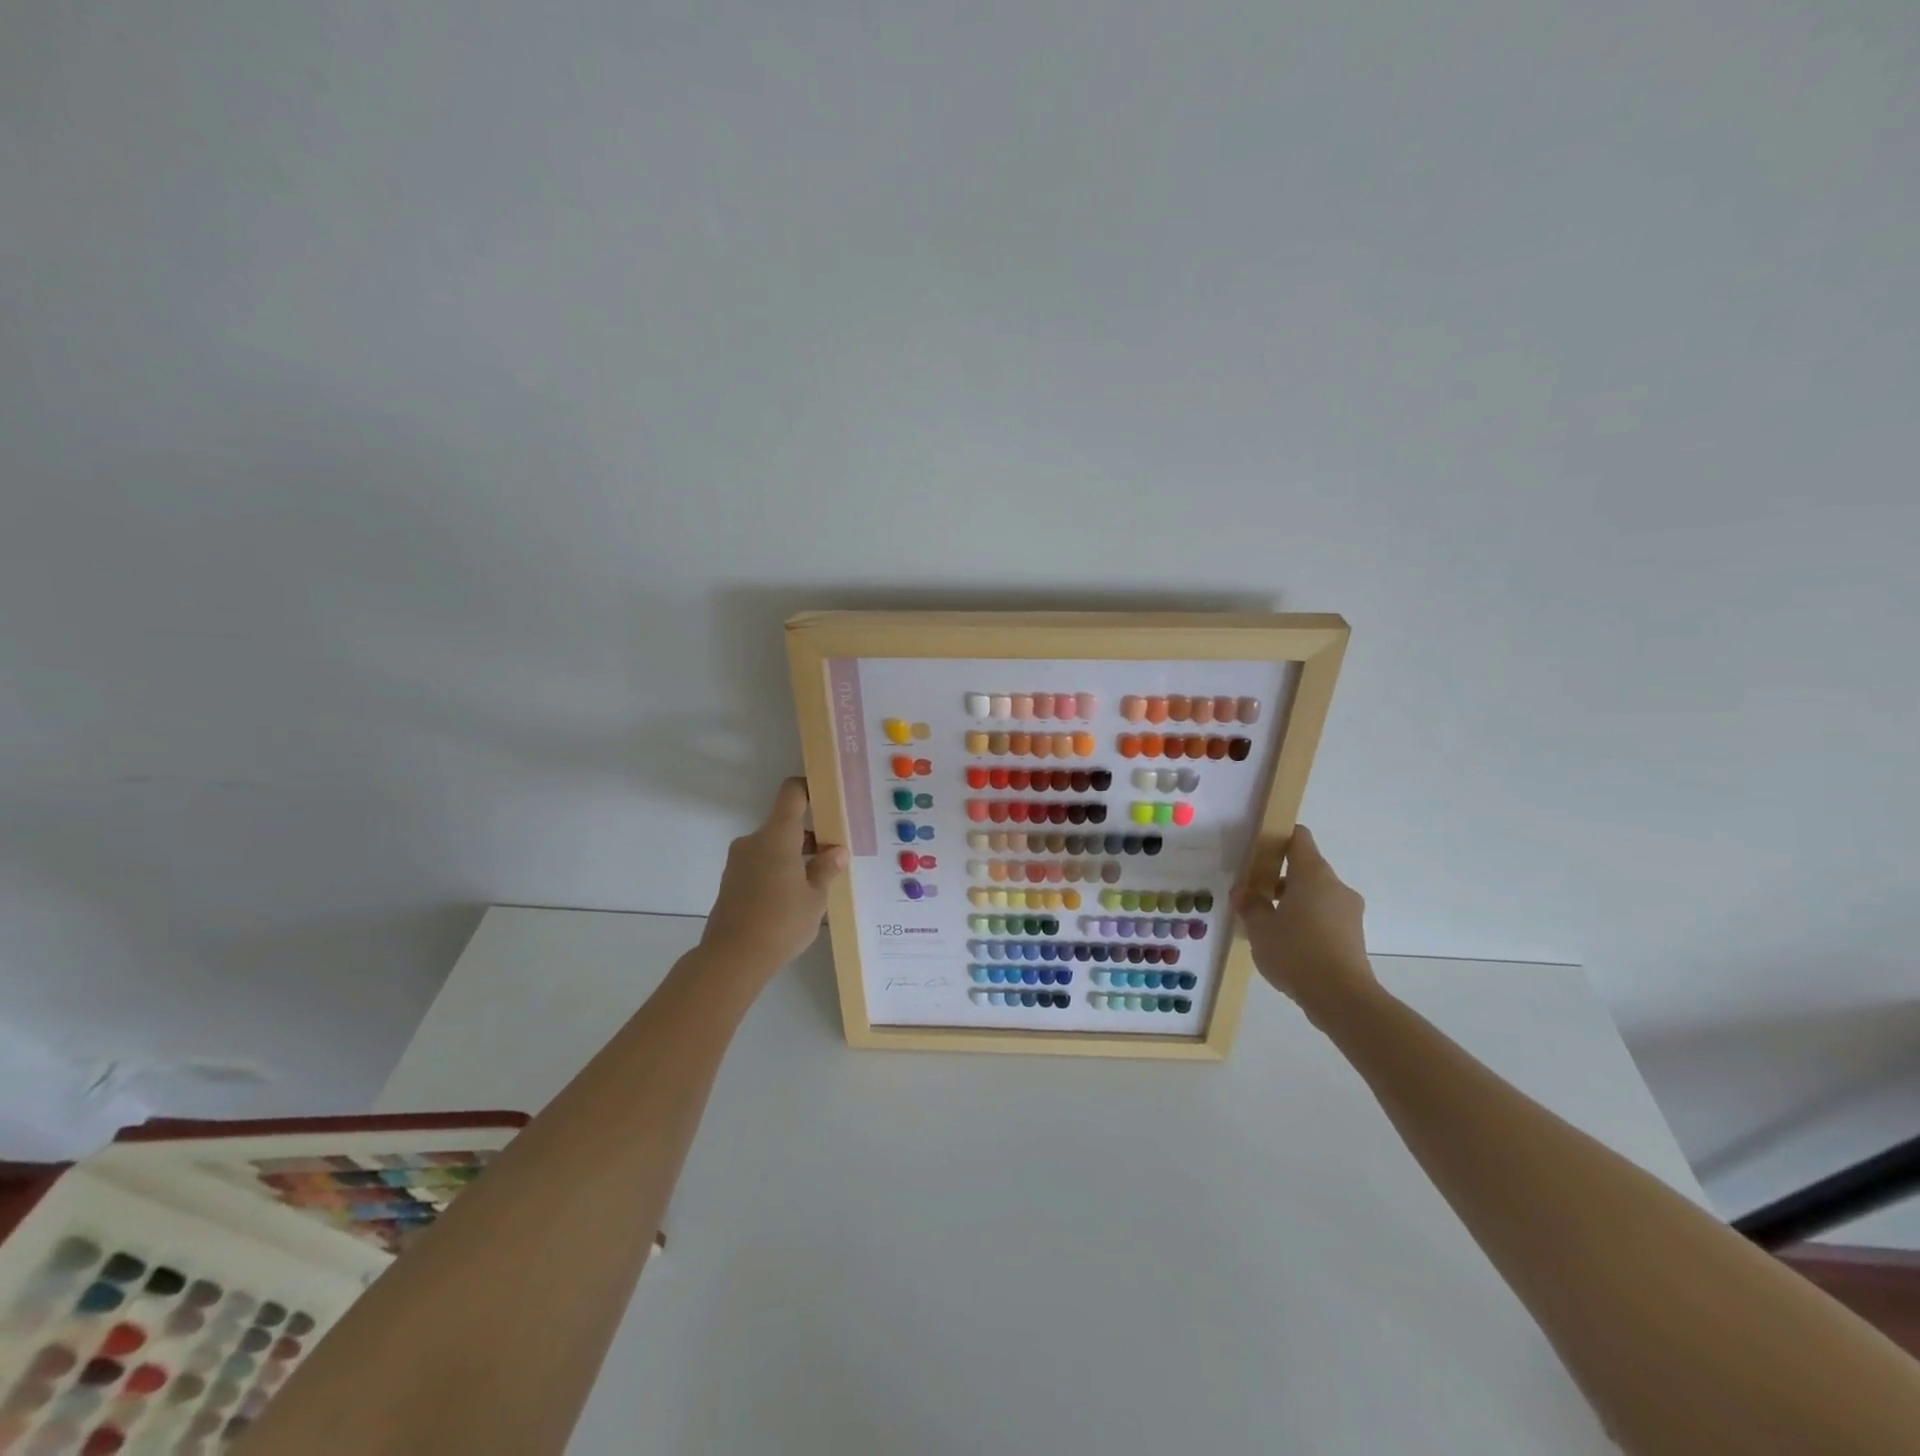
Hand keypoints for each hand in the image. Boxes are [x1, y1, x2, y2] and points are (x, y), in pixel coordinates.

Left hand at [699, 777, 848, 979]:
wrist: (732, 959)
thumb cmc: (781, 922)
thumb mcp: (815, 897)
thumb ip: (826, 869)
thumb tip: (836, 851)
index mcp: (777, 836)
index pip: (792, 793)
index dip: (810, 788)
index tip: (829, 797)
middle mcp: (754, 841)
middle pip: (785, 823)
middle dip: (811, 834)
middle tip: (835, 852)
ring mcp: (739, 861)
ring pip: (774, 846)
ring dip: (795, 854)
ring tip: (819, 879)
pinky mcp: (732, 881)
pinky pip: (761, 863)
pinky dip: (779, 870)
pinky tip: (795, 896)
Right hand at [1233, 825, 1376, 1021]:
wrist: (1342, 998)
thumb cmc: (1296, 952)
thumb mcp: (1259, 927)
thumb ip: (1250, 905)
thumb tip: (1244, 892)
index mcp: (1313, 874)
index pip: (1299, 838)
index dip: (1278, 838)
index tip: (1259, 851)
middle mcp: (1336, 886)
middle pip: (1307, 869)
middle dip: (1280, 879)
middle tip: (1255, 896)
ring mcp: (1350, 912)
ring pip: (1317, 895)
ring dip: (1294, 903)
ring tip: (1269, 926)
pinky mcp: (1354, 936)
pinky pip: (1326, 917)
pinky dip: (1308, 922)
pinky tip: (1288, 945)